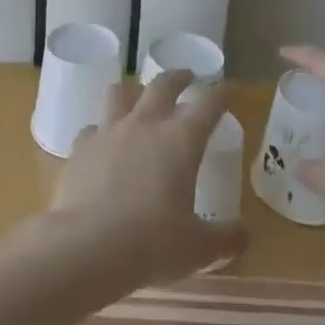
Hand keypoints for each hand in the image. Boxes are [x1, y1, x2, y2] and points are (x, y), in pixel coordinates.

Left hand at [49, 69, 247, 285]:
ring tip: (136, 98)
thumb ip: (226, 237)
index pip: (208, 105)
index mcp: (181, 141)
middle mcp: (145, 125)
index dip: (222, 94)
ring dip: (132, 92)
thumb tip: (245, 234)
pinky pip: (91, 129)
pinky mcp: (80, 148)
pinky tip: (102, 145)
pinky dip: (100, 132)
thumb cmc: (151, 244)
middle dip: (178, 78)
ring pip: (119, 93)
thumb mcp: (199, 248)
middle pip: (163, 85)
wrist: (86, 247)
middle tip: (186, 77)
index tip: (230, 90)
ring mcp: (108, 132)